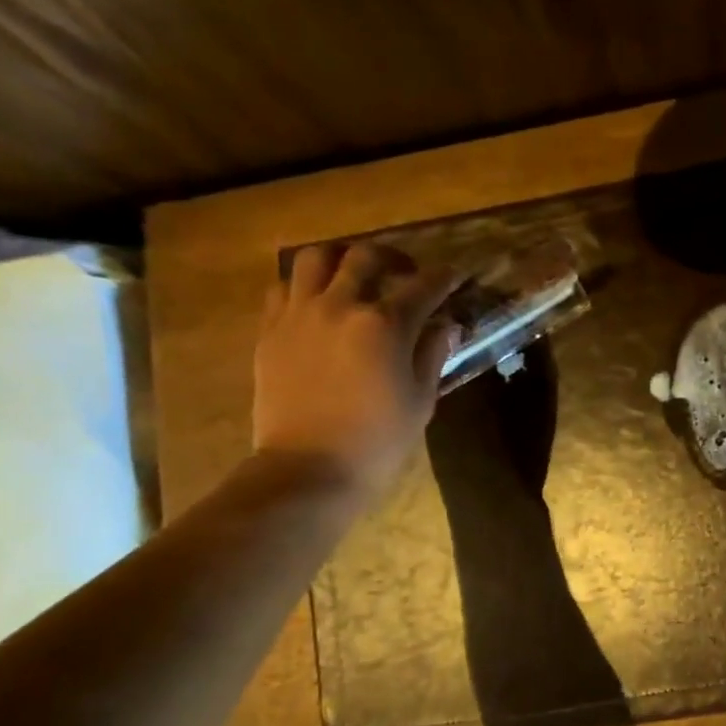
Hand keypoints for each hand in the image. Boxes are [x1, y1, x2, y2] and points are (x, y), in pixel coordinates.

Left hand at [252, 241, 461, 500]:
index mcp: (385, 325)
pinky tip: (317, 304)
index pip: (423, 287)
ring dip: (340, 260)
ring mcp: (299, 314)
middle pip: (365, 257)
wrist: (309, 468)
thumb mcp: (420, 401)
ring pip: (316, 259)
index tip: (456, 274)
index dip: (444, 277)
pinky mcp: (270, 330)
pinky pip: (284, 288)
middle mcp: (340, 306)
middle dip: (392, 258)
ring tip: (352, 277)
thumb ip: (433, 355)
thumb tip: (448, 326)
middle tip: (405, 272)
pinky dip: (304, 286)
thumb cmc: (378, 441)